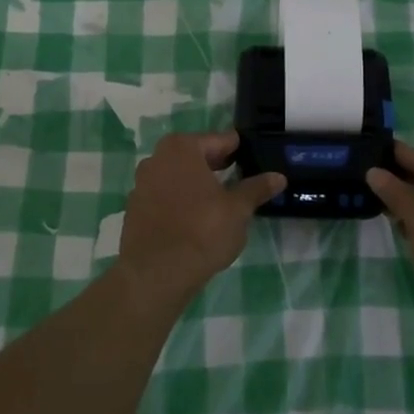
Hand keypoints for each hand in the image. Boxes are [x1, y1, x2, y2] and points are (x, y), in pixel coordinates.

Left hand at [118, 132, 284, 305]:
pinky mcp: (134, 209)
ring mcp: (141, 184)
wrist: (156, 274)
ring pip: (176, 175)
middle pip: (194, 155)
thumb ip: (256, 189)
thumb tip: (278, 177)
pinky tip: (193, 218)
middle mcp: (157, 158)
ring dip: (195, 182)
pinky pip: (163, 196)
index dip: (236, 148)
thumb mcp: (238, 210)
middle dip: (215, 164)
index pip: (218, 140)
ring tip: (217, 198)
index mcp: (182, 148)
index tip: (250, 155)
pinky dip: (179, 200)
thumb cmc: (202, 231)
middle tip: (238, 175)